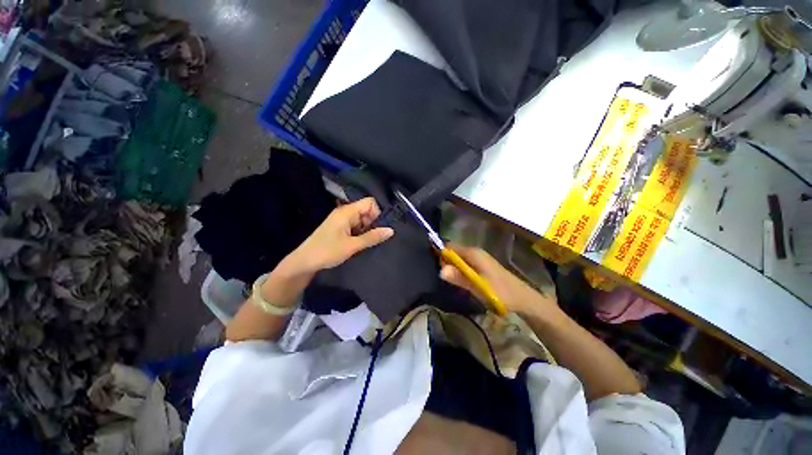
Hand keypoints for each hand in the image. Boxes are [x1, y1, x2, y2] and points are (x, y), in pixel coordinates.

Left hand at [283, 197, 393, 274]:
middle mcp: (345, 212)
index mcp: (346, 212)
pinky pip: (356, 226)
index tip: (379, 228)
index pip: (369, 202)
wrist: (304, 262)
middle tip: (373, 238)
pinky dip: (361, 233)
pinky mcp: (340, 228)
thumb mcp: (352, 246)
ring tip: (367, 243)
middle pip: (367, 211)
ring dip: (367, 230)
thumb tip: (391, 230)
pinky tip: (360, 243)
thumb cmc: (327, 251)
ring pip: (362, 219)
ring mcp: (342, 220)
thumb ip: (372, 237)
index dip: (377, 213)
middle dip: (373, 223)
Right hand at [439, 245, 557, 316]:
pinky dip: (459, 270)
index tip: (435, 266)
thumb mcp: (478, 286)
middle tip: (443, 277)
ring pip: (459, 259)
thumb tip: (440, 270)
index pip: (450, 246)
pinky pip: (465, 264)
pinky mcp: (482, 266)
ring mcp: (479, 258)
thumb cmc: (501, 291)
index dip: (441, 254)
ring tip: (449, 280)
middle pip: (453, 252)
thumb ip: (459, 278)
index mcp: (473, 253)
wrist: (523, 299)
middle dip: (445, 262)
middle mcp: (475, 252)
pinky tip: (459, 280)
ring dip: (452, 267)